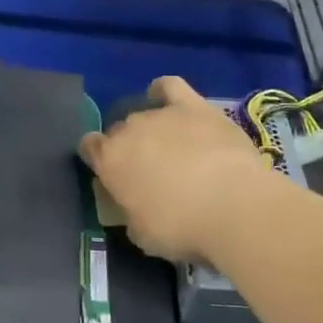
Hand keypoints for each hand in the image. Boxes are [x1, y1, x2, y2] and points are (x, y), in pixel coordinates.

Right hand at [79, 75, 282, 266]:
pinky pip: (170, 87)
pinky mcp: (193, 107)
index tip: (113, 176)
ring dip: (152, 130)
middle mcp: (129, 130)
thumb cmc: (182, 229)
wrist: (233, 206)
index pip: (89, 147)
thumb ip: (130, 213)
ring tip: (172, 149)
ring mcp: (161, 115)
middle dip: (130, 148)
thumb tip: (133, 207)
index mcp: (109, 160)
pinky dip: (164, 92)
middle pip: (120, 131)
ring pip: (145, 114)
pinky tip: (170, 103)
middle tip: (151, 172)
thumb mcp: (142, 235)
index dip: (99, 159)